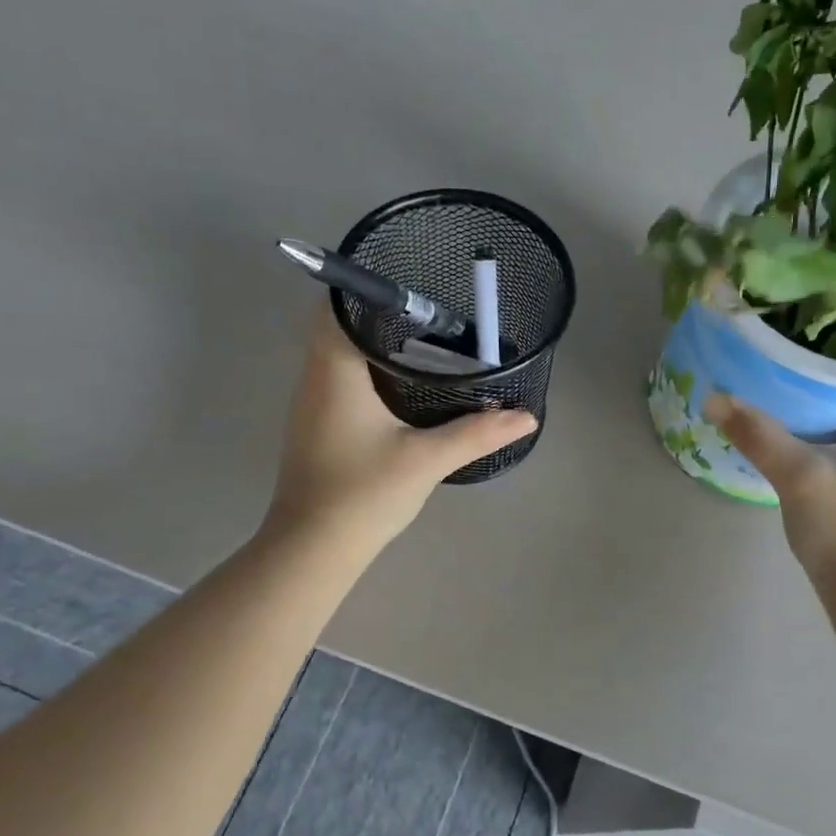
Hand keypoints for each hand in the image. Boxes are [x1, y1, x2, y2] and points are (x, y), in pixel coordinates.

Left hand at [265, 309, 537, 552]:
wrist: (313, 548)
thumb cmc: (363, 494)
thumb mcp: (427, 460)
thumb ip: (477, 433)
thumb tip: (525, 417)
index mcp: (334, 371)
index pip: (337, 304)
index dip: (369, 287)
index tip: (413, 289)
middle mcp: (314, 378)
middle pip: (337, 323)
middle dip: (380, 314)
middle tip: (431, 316)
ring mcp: (310, 403)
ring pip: (336, 352)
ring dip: (372, 342)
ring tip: (423, 342)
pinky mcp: (315, 425)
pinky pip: (337, 378)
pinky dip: (365, 369)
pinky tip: (399, 386)